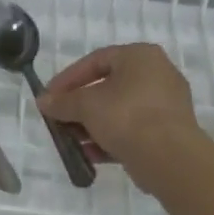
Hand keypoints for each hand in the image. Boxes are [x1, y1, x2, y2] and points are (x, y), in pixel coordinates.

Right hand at [36, 43, 203, 178]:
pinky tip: (90, 154)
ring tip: (72, 141)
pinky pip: (132, 129)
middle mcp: (157, 74)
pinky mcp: (169, 131)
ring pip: (119, 110)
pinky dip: (110, 138)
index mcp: (140, 56)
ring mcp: (166, 104)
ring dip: (92, 125)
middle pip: (107, 87)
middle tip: (59, 119)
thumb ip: (62, 102)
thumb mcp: (86, 105)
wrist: (170, 158)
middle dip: (79, 106)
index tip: (49, 97)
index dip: (67, 79)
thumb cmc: (126, 117)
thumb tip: (43, 101)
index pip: (95, 61)